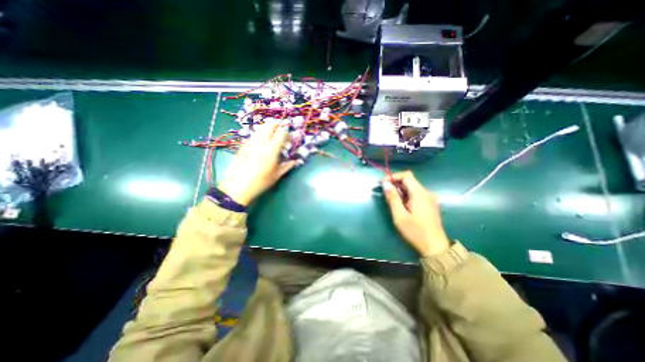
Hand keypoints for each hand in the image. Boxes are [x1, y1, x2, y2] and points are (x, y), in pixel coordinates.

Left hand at [217, 123, 296, 204]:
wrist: (238, 185)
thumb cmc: (260, 181)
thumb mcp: (276, 175)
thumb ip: (287, 166)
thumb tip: (295, 161)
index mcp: (271, 149)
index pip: (281, 133)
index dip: (287, 133)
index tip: (289, 139)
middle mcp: (261, 142)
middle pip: (269, 125)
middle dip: (277, 125)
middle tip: (280, 132)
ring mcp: (250, 142)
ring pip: (260, 128)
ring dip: (267, 129)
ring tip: (271, 136)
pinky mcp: (243, 145)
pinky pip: (253, 135)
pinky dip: (259, 135)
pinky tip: (261, 144)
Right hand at [384, 169, 448, 257]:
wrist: (435, 247)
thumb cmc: (415, 231)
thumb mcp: (400, 216)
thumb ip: (392, 198)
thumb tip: (385, 183)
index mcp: (419, 193)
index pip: (406, 175)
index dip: (393, 176)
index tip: (382, 183)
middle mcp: (426, 192)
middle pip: (409, 180)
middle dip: (395, 183)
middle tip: (384, 192)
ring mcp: (429, 198)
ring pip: (412, 187)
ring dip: (400, 189)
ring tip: (391, 200)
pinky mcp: (430, 203)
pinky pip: (416, 193)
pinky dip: (406, 194)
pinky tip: (402, 204)